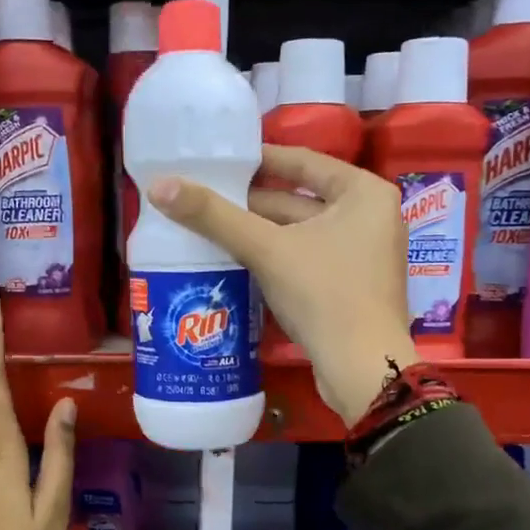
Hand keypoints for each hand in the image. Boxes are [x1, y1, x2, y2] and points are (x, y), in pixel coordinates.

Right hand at [149, 145, 416, 423]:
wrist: (360, 369)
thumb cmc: (323, 294)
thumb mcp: (266, 249)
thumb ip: (214, 217)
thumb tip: (159, 186)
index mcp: (363, 193)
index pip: (303, 162)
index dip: (258, 160)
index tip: (218, 161)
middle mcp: (370, 217)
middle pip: (299, 200)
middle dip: (250, 203)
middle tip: (203, 199)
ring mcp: (362, 255)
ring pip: (300, 233)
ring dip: (258, 233)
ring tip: (208, 228)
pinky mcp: (350, 286)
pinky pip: (306, 259)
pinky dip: (275, 258)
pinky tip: (235, 260)